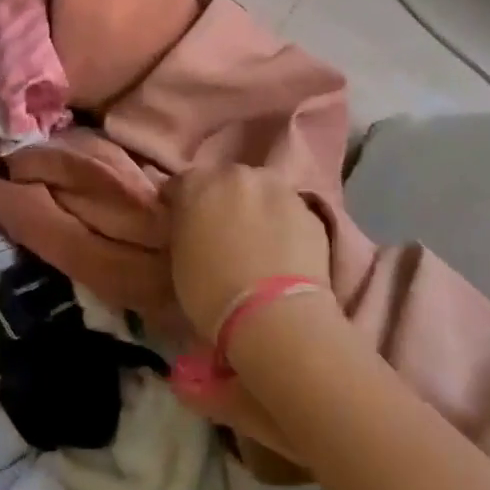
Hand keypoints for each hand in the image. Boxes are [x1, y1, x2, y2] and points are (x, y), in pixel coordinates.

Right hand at [165, 165, 330, 337]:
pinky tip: (281, 254)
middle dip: (221, 201)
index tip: (182, 225)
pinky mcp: (310, 212)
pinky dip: (282, 226)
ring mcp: (279, 189)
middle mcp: (237, 175)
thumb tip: (190, 226)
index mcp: (197, 183)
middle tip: (221, 233)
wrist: (274, 315)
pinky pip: (288, 214)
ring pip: (261, 193)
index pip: (180, 184)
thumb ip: (183, 230)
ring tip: (256, 244)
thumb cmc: (210, 291)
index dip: (180, 205)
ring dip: (255, 209)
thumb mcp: (178, 259)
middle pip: (225, 181)